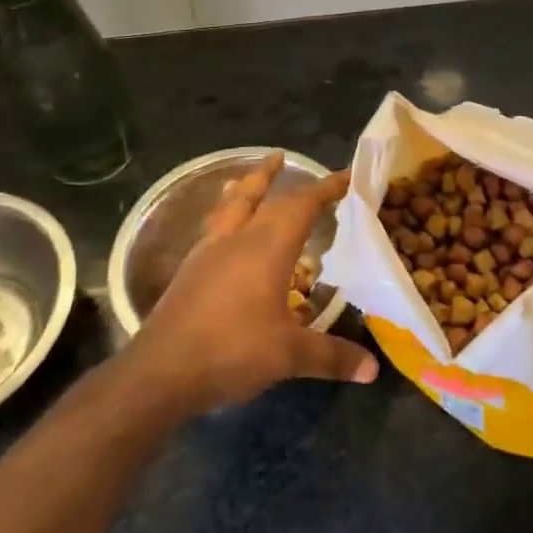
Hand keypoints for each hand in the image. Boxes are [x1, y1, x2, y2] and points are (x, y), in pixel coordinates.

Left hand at [130, 153, 378, 415]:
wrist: (159, 373)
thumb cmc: (231, 351)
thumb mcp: (289, 355)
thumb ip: (332, 356)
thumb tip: (373, 369)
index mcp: (267, 247)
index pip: (302, 205)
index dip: (326, 188)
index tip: (347, 175)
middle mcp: (238, 239)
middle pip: (260, 195)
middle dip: (278, 176)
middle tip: (288, 159)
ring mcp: (208, 252)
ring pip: (230, 206)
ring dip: (244, 187)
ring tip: (249, 176)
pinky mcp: (188, 271)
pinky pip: (213, 227)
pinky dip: (225, 215)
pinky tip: (225, 230)